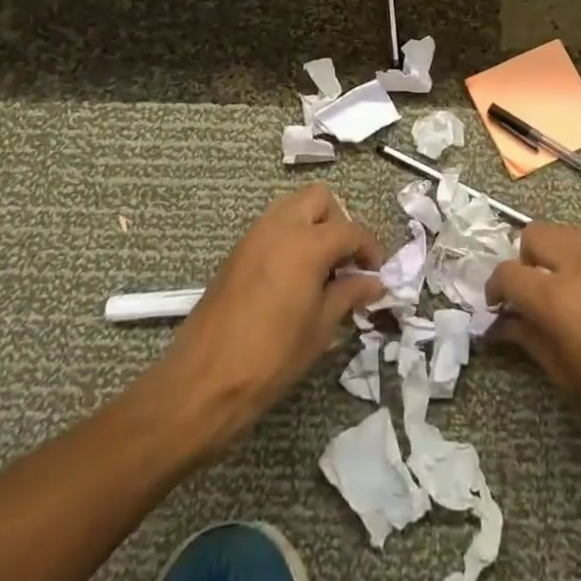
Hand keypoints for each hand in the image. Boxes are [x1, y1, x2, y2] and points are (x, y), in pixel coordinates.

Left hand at [146, 184, 386, 453]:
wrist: (203, 382)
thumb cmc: (271, 358)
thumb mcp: (320, 329)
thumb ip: (349, 295)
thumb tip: (374, 282)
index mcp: (307, 244)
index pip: (351, 230)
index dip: (370, 249)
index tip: (376, 273)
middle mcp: (280, 227)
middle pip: (319, 199)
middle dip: (339, 221)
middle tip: (345, 260)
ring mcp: (254, 236)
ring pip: (293, 207)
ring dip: (312, 225)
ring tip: (321, 267)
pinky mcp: (237, 251)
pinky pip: (272, 226)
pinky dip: (290, 237)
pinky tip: (294, 276)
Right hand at [486, 223, 580, 460]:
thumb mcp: (570, 379)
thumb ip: (530, 341)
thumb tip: (501, 325)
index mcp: (556, 296)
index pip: (507, 273)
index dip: (496, 287)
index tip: (499, 304)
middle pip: (536, 233)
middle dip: (527, 257)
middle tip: (536, 290)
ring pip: (574, 234)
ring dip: (563, 256)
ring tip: (576, 291)